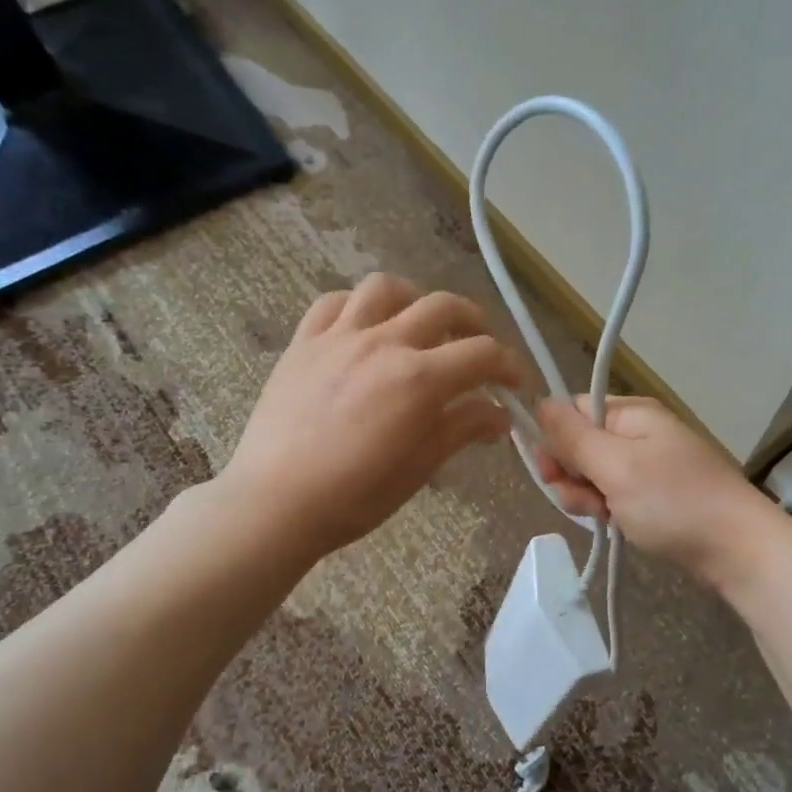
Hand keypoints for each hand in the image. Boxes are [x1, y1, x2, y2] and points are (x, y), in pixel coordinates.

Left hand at [226, 274, 523, 558]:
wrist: (275, 503)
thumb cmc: (355, 496)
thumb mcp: (420, 467)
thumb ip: (463, 428)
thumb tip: (500, 415)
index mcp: (420, 379)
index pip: (483, 354)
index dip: (510, 366)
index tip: (517, 384)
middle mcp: (384, 343)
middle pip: (444, 307)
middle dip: (474, 323)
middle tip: (479, 346)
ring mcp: (340, 337)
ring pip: (386, 289)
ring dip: (414, 300)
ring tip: (419, 324)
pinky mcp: (304, 342)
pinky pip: (333, 302)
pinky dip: (357, 306)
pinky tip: (364, 328)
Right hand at [533, 396, 773, 583]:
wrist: (737, 549)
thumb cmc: (673, 502)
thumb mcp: (615, 467)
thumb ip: (573, 437)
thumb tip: (540, 402)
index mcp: (630, 414)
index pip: (572, 411)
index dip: (553, 440)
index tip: (551, 472)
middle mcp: (638, 432)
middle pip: (579, 445)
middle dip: (571, 475)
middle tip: (587, 501)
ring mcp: (648, 465)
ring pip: (593, 475)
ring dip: (587, 497)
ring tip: (606, 516)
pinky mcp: (654, 494)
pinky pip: (615, 494)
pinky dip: (608, 509)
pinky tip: (615, 524)